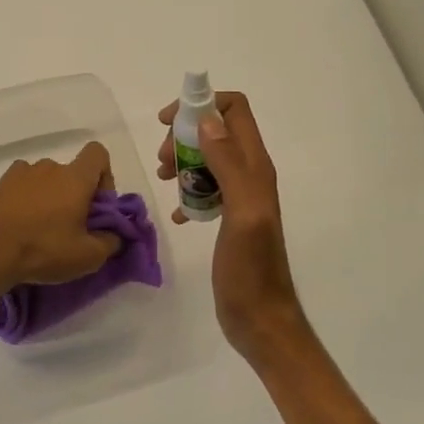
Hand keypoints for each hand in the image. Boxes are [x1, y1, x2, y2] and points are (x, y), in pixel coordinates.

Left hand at [0, 142, 120, 293]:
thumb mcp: (87, 257)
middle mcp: (49, 167)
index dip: (104, 176)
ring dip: (48, 197)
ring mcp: (20, 173)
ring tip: (40, 228)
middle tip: (69, 227)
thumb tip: (114, 235)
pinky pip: (21, 186)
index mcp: (75, 178)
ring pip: (45, 180)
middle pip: (71, 172)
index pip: (98, 153)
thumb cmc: (43, 249)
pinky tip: (18, 224)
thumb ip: (110, 242)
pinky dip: (25, 199)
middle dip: (75, 195)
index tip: (97, 205)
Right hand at [157, 91, 305, 362]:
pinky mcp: (229, 218)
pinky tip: (177, 213)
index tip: (168, 122)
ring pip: (208, 157)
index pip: (235, 110)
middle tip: (164, 161)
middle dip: (185, 135)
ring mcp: (240, 197)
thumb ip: (228, 164)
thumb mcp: (242, 212)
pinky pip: (204, 189)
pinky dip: (187, 192)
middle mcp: (250, 175)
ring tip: (164, 180)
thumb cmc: (250, 268)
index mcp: (255, 167)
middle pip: (216, 130)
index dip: (202, 104)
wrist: (260, 319)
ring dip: (183, 161)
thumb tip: (207, 120)